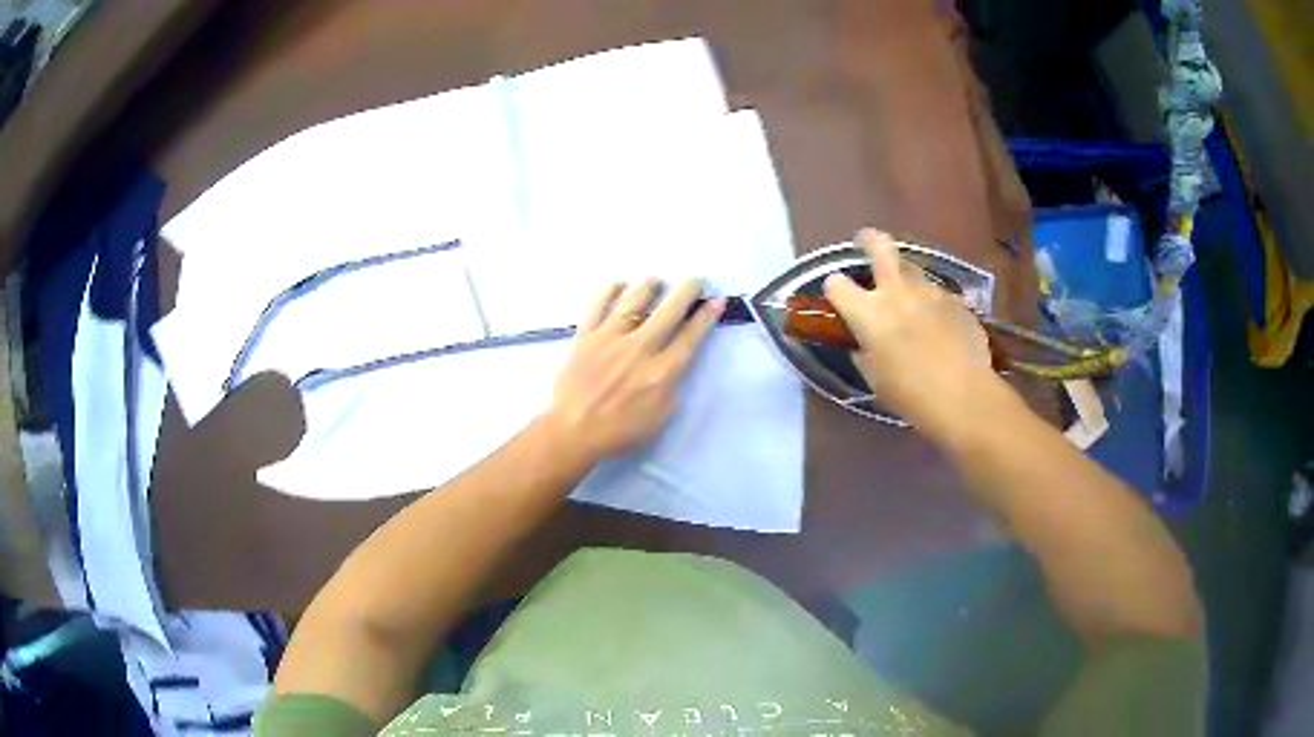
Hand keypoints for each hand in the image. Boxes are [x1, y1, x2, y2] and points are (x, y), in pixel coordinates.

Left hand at [542, 279, 723, 466]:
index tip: (716, 300)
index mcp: (662, 372)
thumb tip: (675, 364)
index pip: (690, 337)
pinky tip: (619, 285)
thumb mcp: (660, 418)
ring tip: (656, 281)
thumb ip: (672, 387)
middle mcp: (640, 348)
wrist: (573, 430)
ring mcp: (610, 338)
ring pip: (635, 300)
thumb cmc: (619, 431)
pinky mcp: (586, 335)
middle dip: (687, 291)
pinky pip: (599, 304)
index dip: (706, 316)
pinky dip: (610, 290)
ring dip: (650, 286)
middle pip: (669, 310)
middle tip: (696, 280)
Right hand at [824, 229, 1003, 444]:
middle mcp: (897, 292)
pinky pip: (937, 293)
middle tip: (865, 241)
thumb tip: (862, 343)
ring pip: (912, 269)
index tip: (838, 295)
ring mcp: (930, 292)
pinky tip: (938, 323)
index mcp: (869, 313)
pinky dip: (931, 302)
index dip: (834, 289)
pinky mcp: (956, 300)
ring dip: (904, 276)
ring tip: (908, 295)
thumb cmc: (911, 395)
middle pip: (880, 247)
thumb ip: (863, 353)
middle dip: (869, 240)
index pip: (837, 285)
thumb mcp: (875, 379)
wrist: (963, 395)